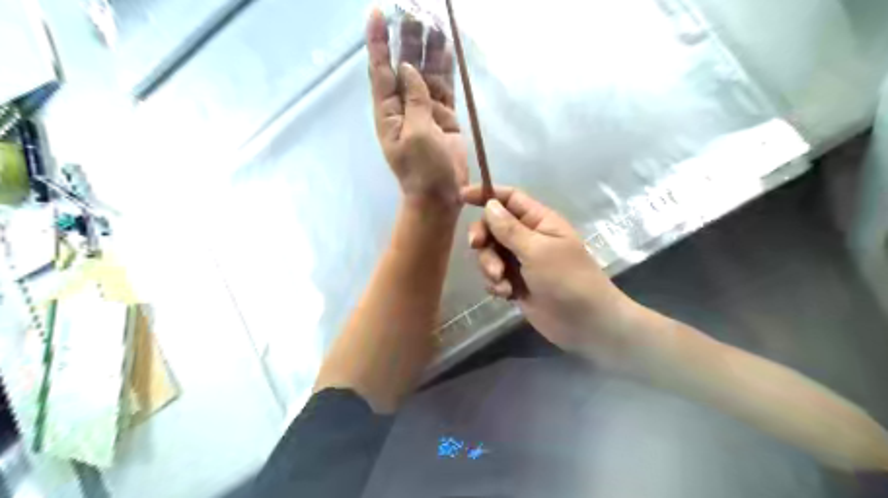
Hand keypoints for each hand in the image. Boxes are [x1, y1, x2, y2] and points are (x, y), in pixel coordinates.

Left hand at [364, 9, 466, 206]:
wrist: (440, 195)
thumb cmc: (422, 170)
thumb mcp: (416, 134)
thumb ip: (414, 100)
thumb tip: (408, 68)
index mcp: (388, 112)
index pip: (381, 70)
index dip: (379, 42)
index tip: (377, 12)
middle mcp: (404, 106)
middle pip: (404, 65)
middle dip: (408, 38)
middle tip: (414, 9)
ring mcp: (426, 110)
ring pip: (426, 72)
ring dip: (428, 48)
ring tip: (433, 20)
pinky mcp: (445, 116)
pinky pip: (444, 86)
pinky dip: (445, 68)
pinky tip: (447, 48)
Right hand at [461, 185, 641, 362]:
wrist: (584, 323)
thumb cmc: (566, 279)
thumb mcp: (537, 250)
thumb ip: (509, 229)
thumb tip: (489, 204)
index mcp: (539, 221)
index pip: (509, 198)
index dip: (486, 195)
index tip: (462, 197)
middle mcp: (528, 238)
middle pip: (493, 226)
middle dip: (484, 238)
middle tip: (477, 246)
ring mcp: (521, 262)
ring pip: (490, 253)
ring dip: (489, 266)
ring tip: (502, 282)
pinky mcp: (515, 283)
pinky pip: (494, 276)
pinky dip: (496, 284)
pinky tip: (507, 294)